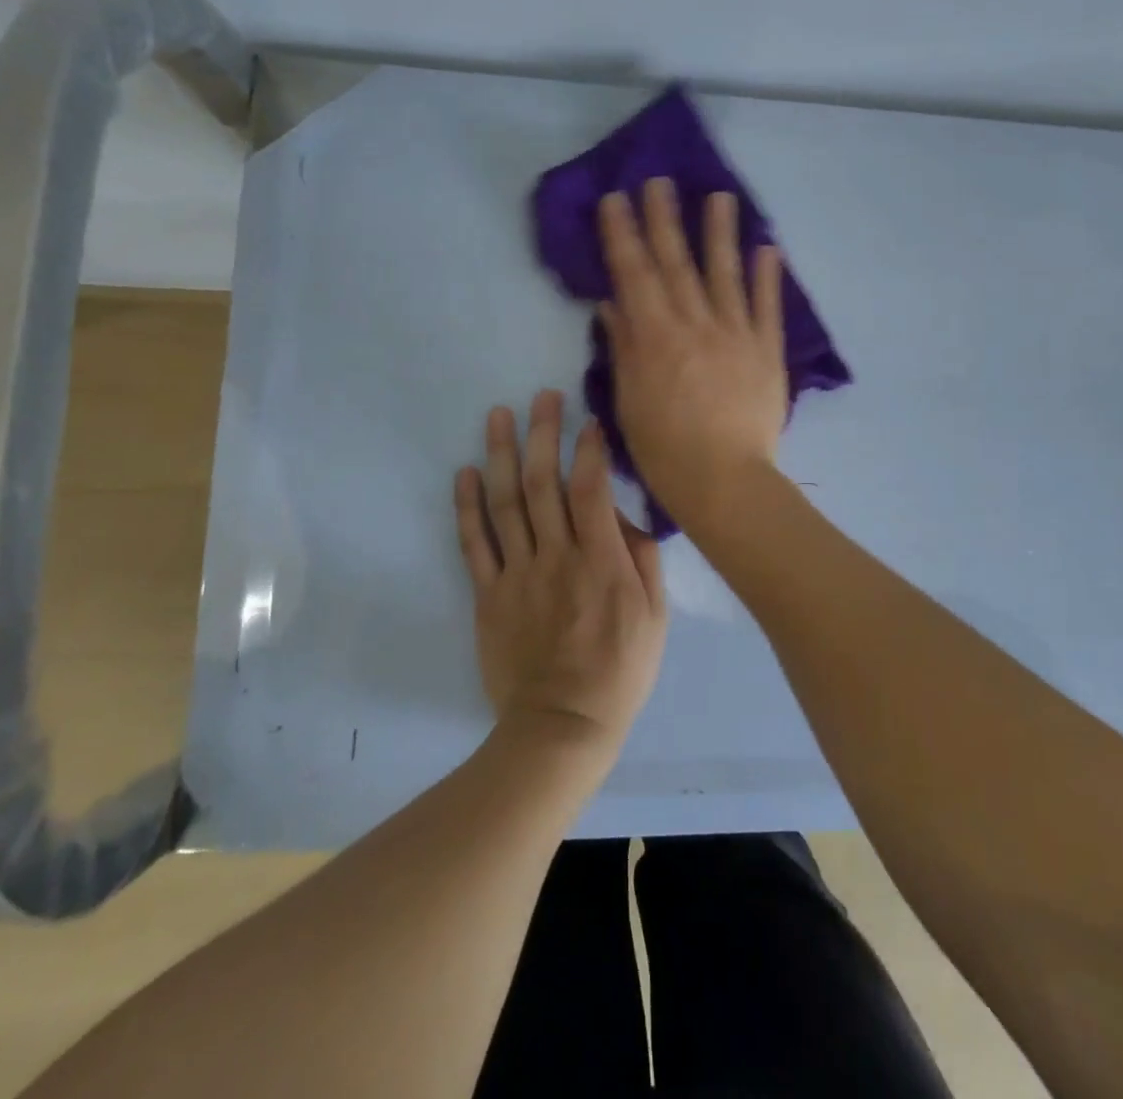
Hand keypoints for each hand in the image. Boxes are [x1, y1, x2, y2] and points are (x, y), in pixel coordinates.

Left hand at [455, 390, 666, 750]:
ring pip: (506, 503)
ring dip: (503, 454)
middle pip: (544, 484)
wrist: (561, 725)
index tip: (588, 421)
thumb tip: (625, 516)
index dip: (589, 449)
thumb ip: (643, 560)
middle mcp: (556, 557)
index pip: (591, 489)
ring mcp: (517, 574)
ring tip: (499, 416)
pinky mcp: (488, 595)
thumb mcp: (655, 617)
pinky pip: (474, 544)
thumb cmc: (620, 671)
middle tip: (542, 396)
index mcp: (601, 561)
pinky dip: (468, 506)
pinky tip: (467, 472)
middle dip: (544, 434)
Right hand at [597, 178, 788, 526]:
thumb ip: (623, 349)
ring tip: (720, 196)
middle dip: (664, 219)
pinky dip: (768, 276)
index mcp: (655, 337)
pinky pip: (767, 307)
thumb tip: (612, 304)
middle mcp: (695, 324)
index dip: (622, 234)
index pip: (634, 274)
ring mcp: (736, 334)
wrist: (726, 481)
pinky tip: (767, 247)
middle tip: (659, 181)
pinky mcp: (767, 351)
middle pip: (677, 263)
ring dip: (720, 233)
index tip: (616, 199)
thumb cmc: (665, 451)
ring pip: (725, 273)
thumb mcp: (629, 402)